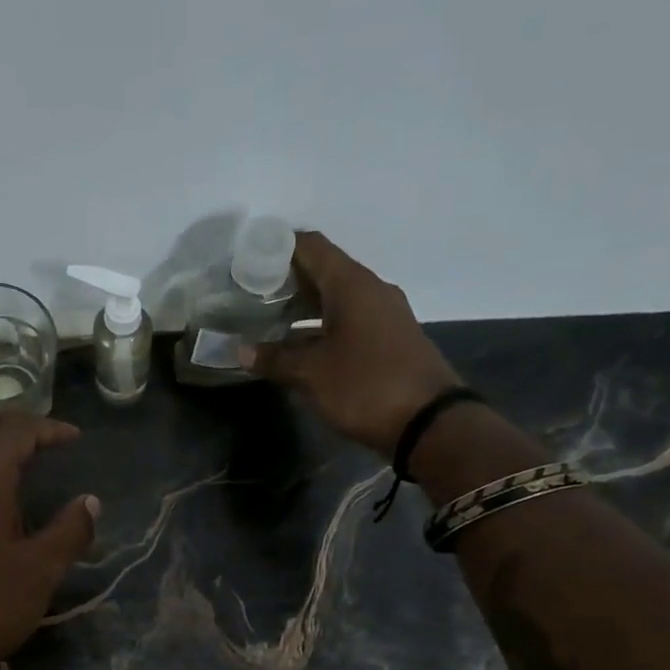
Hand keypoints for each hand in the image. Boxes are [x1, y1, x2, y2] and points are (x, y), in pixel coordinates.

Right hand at [249, 231, 460, 456]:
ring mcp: (384, 314)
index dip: (277, 247)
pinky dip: (322, 325)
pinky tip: (299, 347)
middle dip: (286, 281)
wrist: (429, 422)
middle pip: (323, 271)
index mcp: (352, 284)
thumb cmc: (365, 386)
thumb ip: (274, 358)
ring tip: (268, 322)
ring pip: (336, 298)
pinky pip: (349, 319)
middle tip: (250, 296)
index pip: (310, 246)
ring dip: (303, 307)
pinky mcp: (390, 339)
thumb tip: (240, 350)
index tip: (246, 262)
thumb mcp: (312, 374)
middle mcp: (371, 290)